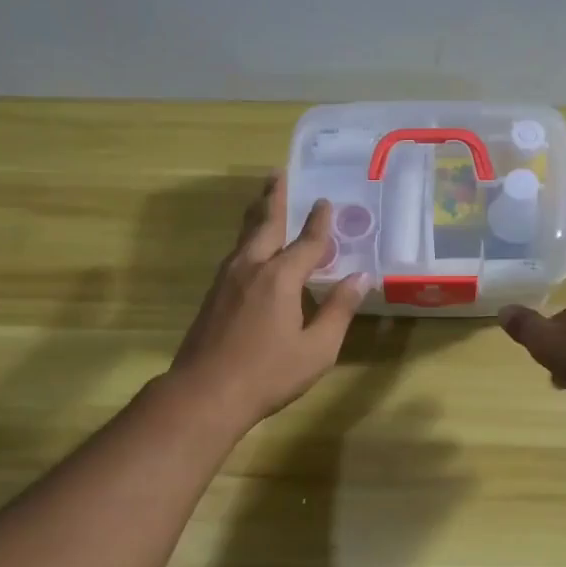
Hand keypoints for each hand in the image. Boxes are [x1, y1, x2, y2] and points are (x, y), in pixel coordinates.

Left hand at [171, 172, 371, 425]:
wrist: (204, 393)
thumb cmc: (268, 374)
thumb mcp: (317, 349)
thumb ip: (339, 310)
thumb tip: (360, 278)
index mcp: (280, 277)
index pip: (307, 242)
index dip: (320, 222)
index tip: (326, 202)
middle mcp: (251, 267)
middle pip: (265, 223)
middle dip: (275, 197)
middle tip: (279, 173)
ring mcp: (227, 279)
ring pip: (245, 236)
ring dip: (258, 214)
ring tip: (265, 199)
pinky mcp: (213, 293)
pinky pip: (236, 253)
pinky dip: (249, 238)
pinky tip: (252, 247)